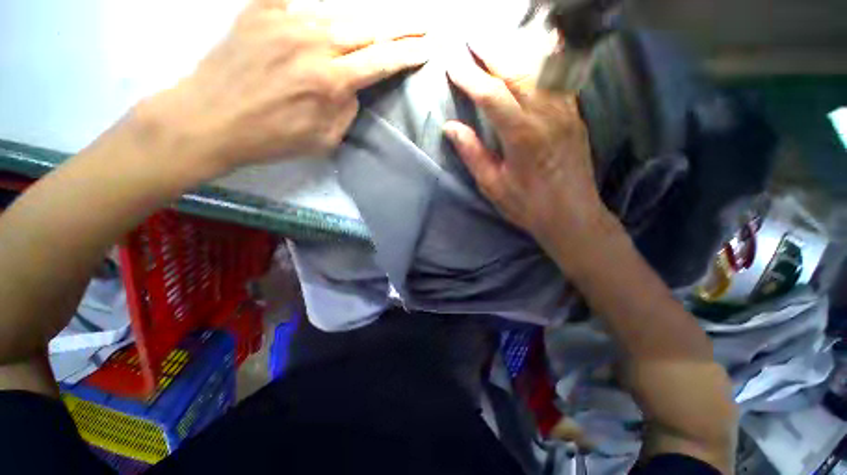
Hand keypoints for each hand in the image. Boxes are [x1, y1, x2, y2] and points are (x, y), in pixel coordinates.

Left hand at [140, 0, 428, 177]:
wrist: (211, 118)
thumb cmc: (272, 137)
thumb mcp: (325, 138)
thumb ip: (347, 108)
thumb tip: (353, 85)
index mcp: (331, 81)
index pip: (381, 61)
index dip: (407, 54)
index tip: (426, 49)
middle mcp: (313, 42)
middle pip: (368, 28)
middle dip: (401, 27)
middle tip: (423, 23)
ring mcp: (285, 20)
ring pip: (339, 12)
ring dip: (365, 20)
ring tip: (383, 23)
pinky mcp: (261, 11)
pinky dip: (316, 4)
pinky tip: (325, 12)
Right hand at [444, 46, 613, 251]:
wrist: (572, 216)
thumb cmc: (528, 205)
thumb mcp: (493, 185)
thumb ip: (473, 154)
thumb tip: (451, 127)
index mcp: (522, 136)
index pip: (492, 95)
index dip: (470, 78)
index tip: (453, 64)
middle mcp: (546, 116)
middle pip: (517, 72)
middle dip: (492, 51)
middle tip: (472, 38)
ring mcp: (565, 112)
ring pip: (540, 69)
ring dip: (516, 51)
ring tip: (496, 41)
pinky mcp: (575, 116)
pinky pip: (559, 79)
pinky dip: (544, 60)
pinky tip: (536, 49)